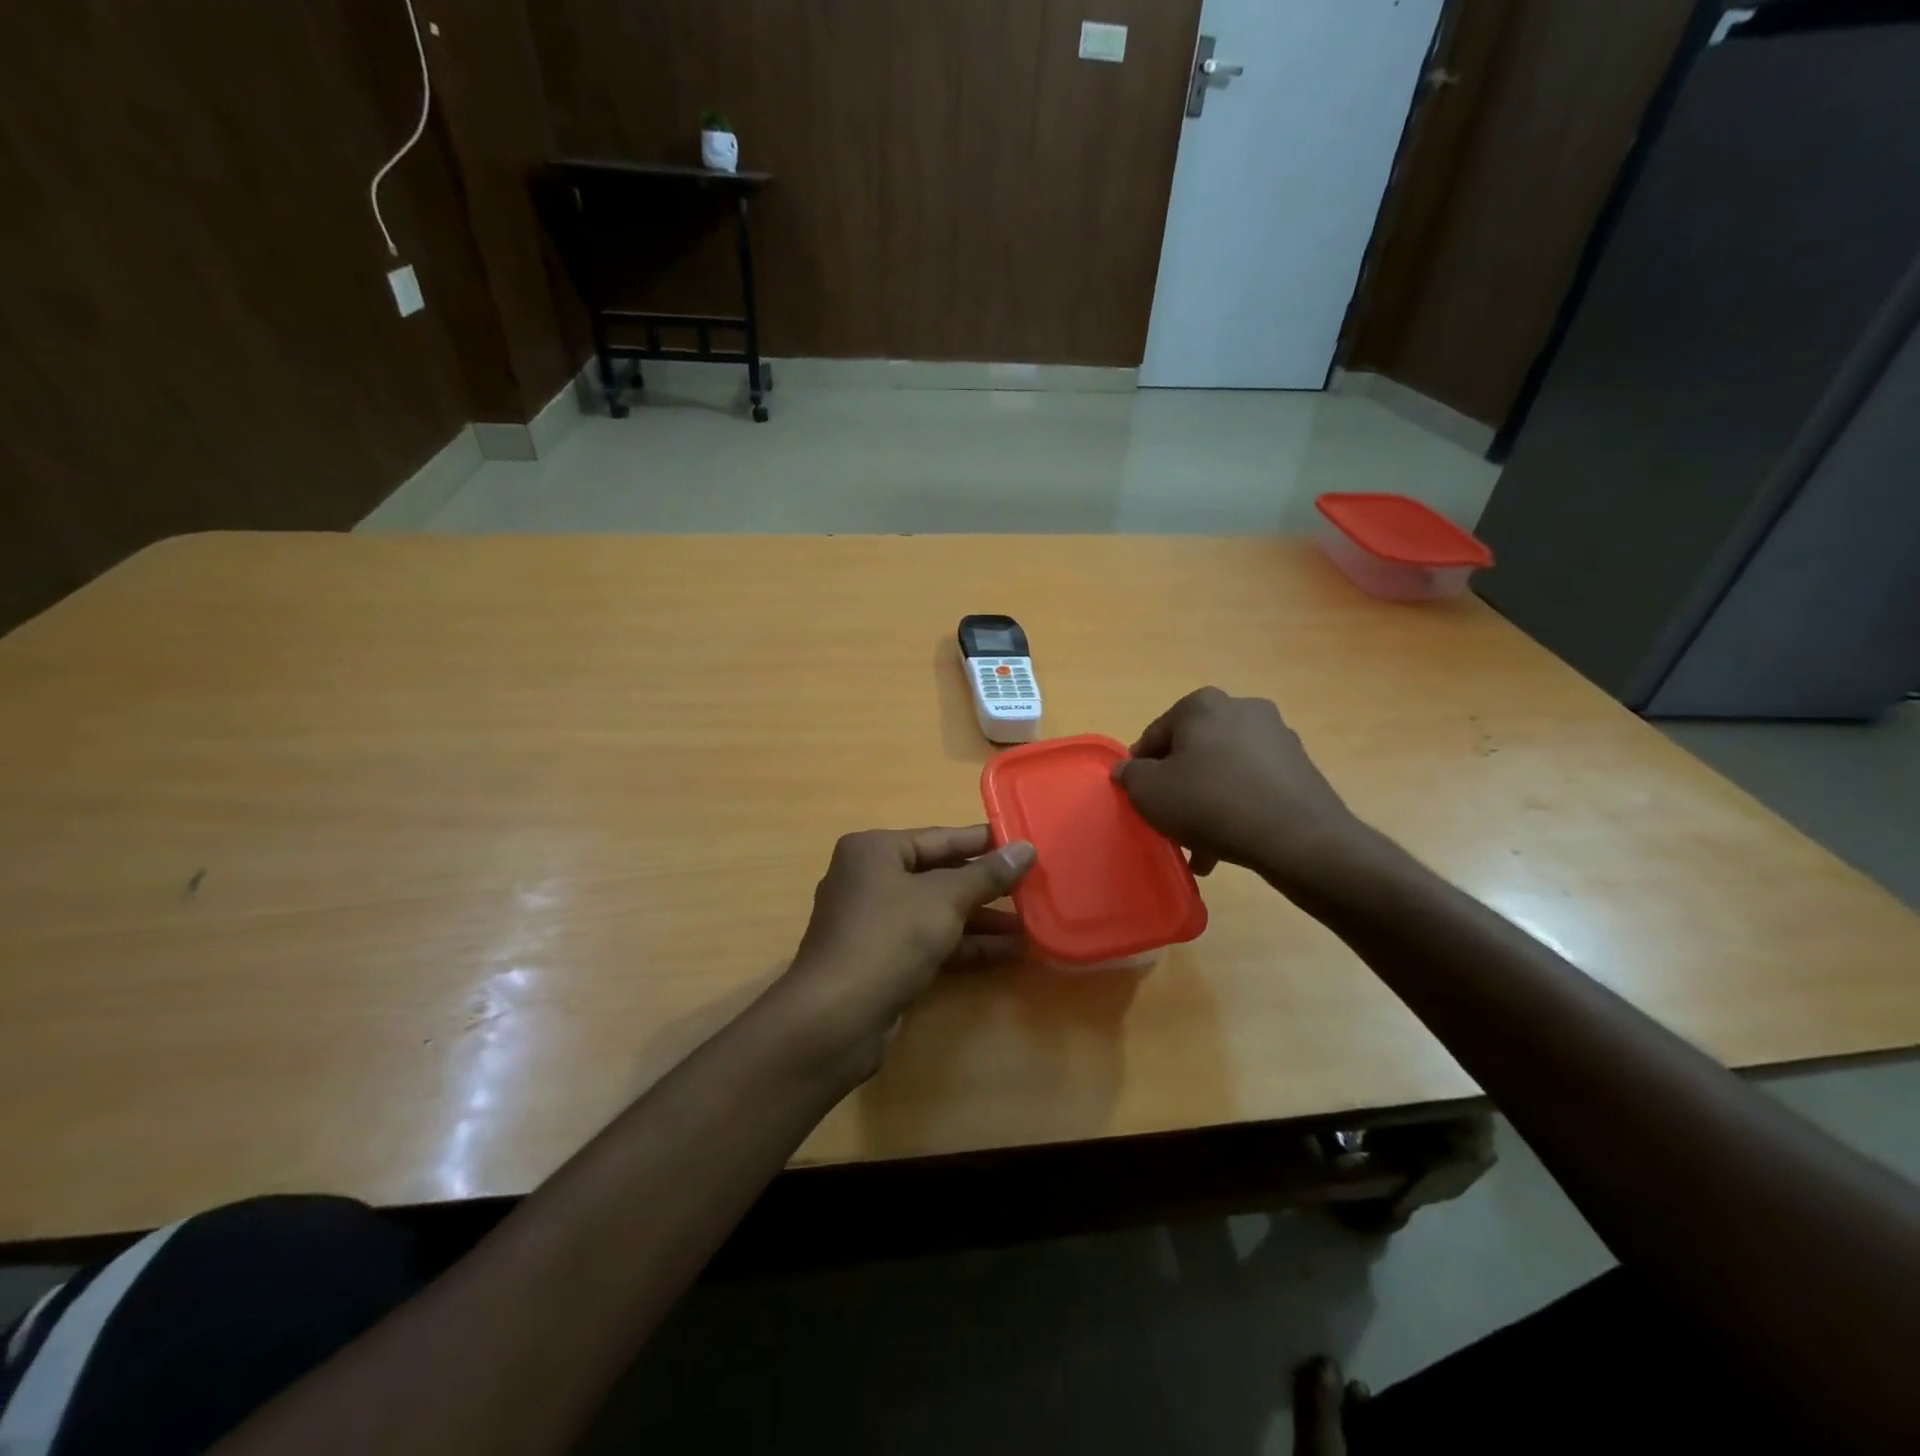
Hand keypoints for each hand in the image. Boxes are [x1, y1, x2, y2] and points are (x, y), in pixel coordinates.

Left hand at [779, 826, 1035, 1073]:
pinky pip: (931, 942)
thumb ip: (987, 874)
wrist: (836, 1018)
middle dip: (986, 886)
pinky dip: (966, 945)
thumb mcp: (944, 900)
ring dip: (982, 919)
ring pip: (937, 912)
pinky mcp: (882, 960)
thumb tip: (1026, 848)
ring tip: (1031, 924)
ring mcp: (874, 922)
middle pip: (939, 875)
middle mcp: (870, 879)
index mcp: (875, 851)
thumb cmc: (889, 938)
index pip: (940, 838)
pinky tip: (1009, 952)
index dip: (984, 842)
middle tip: (1034, 885)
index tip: (1024, 843)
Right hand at [1112, 687, 1372, 893]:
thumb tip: (1128, 770)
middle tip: (1168, 821)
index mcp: (1202, 705)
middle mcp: (1242, 709)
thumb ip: (1130, 776)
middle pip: (1193, 751)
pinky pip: (1253, 785)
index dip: (1140, 768)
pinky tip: (1228, 843)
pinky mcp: (1301, 767)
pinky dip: (1237, 808)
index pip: (1155, 734)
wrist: (1298, 838)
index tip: (1137, 798)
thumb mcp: (1149, 792)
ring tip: (1197, 846)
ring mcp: (1277, 736)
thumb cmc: (1210, 803)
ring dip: (1206, 802)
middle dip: (1178, 786)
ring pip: (1224, 770)